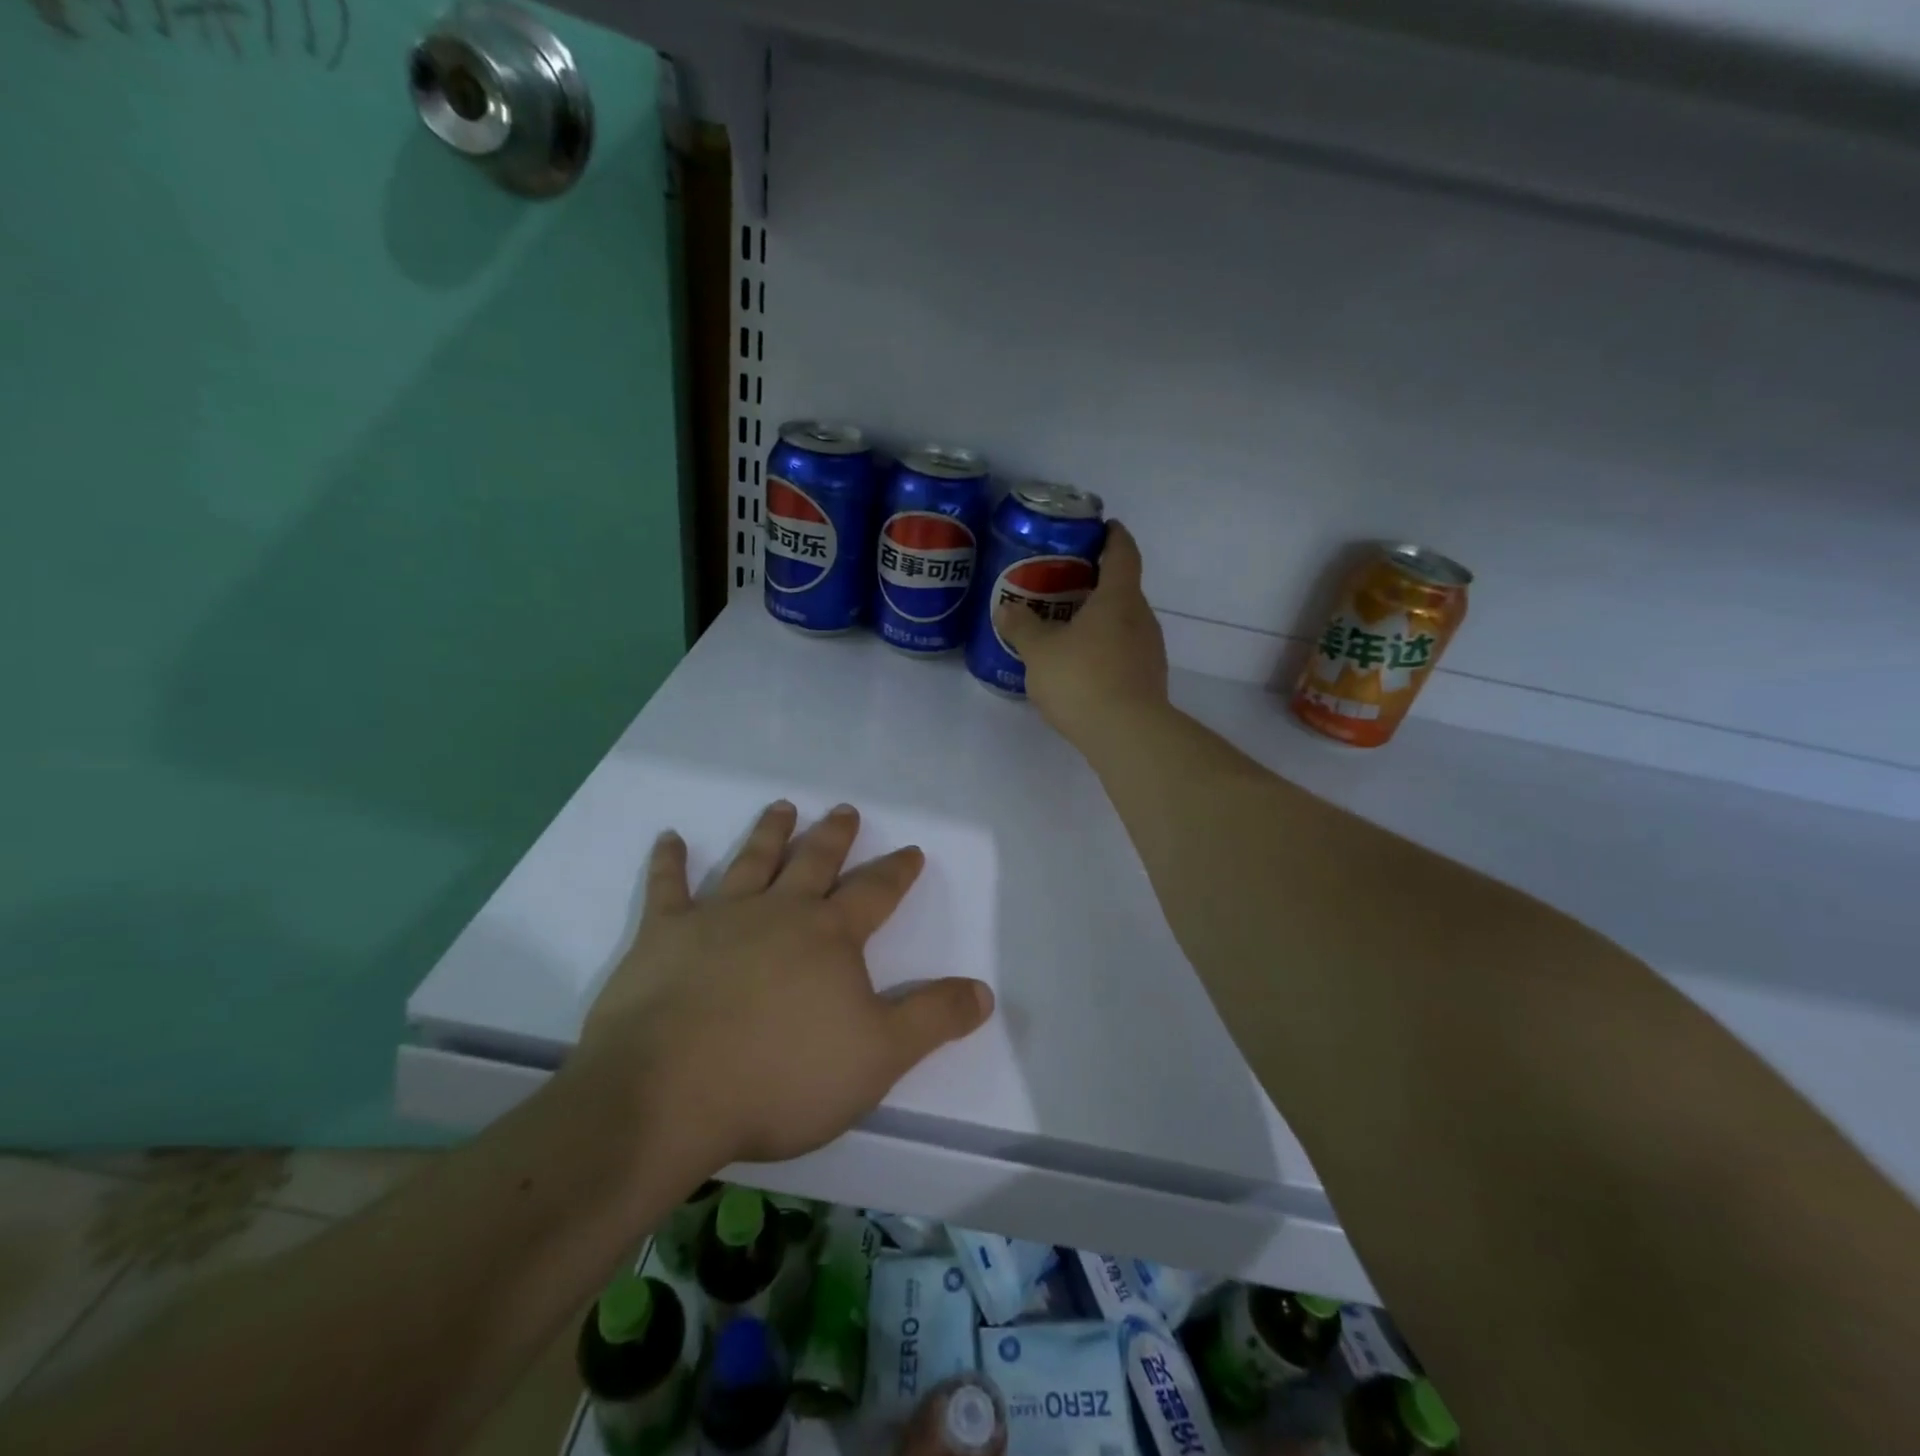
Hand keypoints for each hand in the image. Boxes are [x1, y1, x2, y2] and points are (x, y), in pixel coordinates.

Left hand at [577, 801, 994, 1169]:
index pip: (875, 893)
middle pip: (814, 862)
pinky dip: (669, 862)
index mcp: (830, 935)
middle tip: (845, 809)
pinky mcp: (663, 936)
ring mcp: (718, 918)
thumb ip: (933, 1019)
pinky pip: (667, 888)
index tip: (911, 849)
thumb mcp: (879, 1056)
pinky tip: (670, 838)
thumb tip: (984, 991)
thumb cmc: (782, 1076)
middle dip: (835, 836)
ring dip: (769, 833)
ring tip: (782, 806)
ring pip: (752, 861)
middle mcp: (779, 912)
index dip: (897, 871)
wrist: (669, 1094)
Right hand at [994, 521, 1168, 746]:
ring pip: (1122, 624)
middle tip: (1062, 585)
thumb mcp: (1039, 651)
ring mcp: (1149, 652)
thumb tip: (1006, 609)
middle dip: (1095, 584)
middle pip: (1122, 590)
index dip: (1113, 536)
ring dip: (1098, 621)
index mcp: (1119, 598)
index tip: (1103, 526)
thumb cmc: (1082, 679)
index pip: (1123, 553)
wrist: (1127, 735)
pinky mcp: (1148, 681)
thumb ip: (1022, 627)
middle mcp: (1141, 619)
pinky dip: (1103, 650)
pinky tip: (1079, 668)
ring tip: (1065, 628)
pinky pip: (1123, 653)